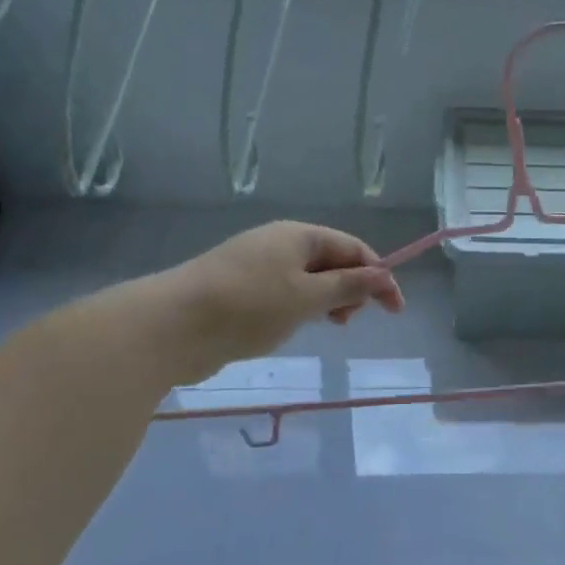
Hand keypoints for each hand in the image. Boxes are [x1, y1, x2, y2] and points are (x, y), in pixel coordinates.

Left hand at [158, 221, 404, 373]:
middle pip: (331, 261)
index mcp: (299, 235)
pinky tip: (289, 329)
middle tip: (347, 322)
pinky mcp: (237, 289)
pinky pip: (282, 293)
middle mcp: (279, 243)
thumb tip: (383, 275)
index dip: (379, 276)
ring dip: (325, 301)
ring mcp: (255, 265)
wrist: (170, 326)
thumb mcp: (308, 298)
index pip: (353, 248)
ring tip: (324, 327)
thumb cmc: (249, 307)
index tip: (394, 310)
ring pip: (306, 280)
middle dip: (350, 288)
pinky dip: (298, 309)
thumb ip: (349, 286)